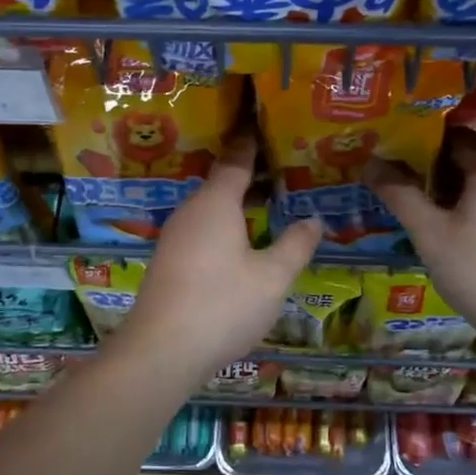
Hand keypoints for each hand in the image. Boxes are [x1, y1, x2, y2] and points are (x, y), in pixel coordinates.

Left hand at [107, 138, 321, 384]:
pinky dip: (223, 226)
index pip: (236, 160)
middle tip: (280, 166)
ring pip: (210, 209)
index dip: (251, 142)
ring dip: (235, 203)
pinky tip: (239, 242)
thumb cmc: (222, 305)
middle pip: (221, 183)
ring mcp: (175, 237)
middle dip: (248, 174)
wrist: (161, 352)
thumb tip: (315, 219)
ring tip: (266, 202)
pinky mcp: (168, 262)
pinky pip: (201, 230)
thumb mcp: (272, 277)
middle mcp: (191, 212)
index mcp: (216, 203)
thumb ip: (296, 245)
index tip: (262, 122)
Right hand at [368, 130, 475, 347]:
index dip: (425, 144)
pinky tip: (466, 233)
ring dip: (463, 190)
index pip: (456, 137)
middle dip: (443, 168)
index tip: (400, 158)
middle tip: (411, 186)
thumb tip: (370, 162)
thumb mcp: (429, 233)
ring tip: (433, 212)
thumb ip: (400, 194)